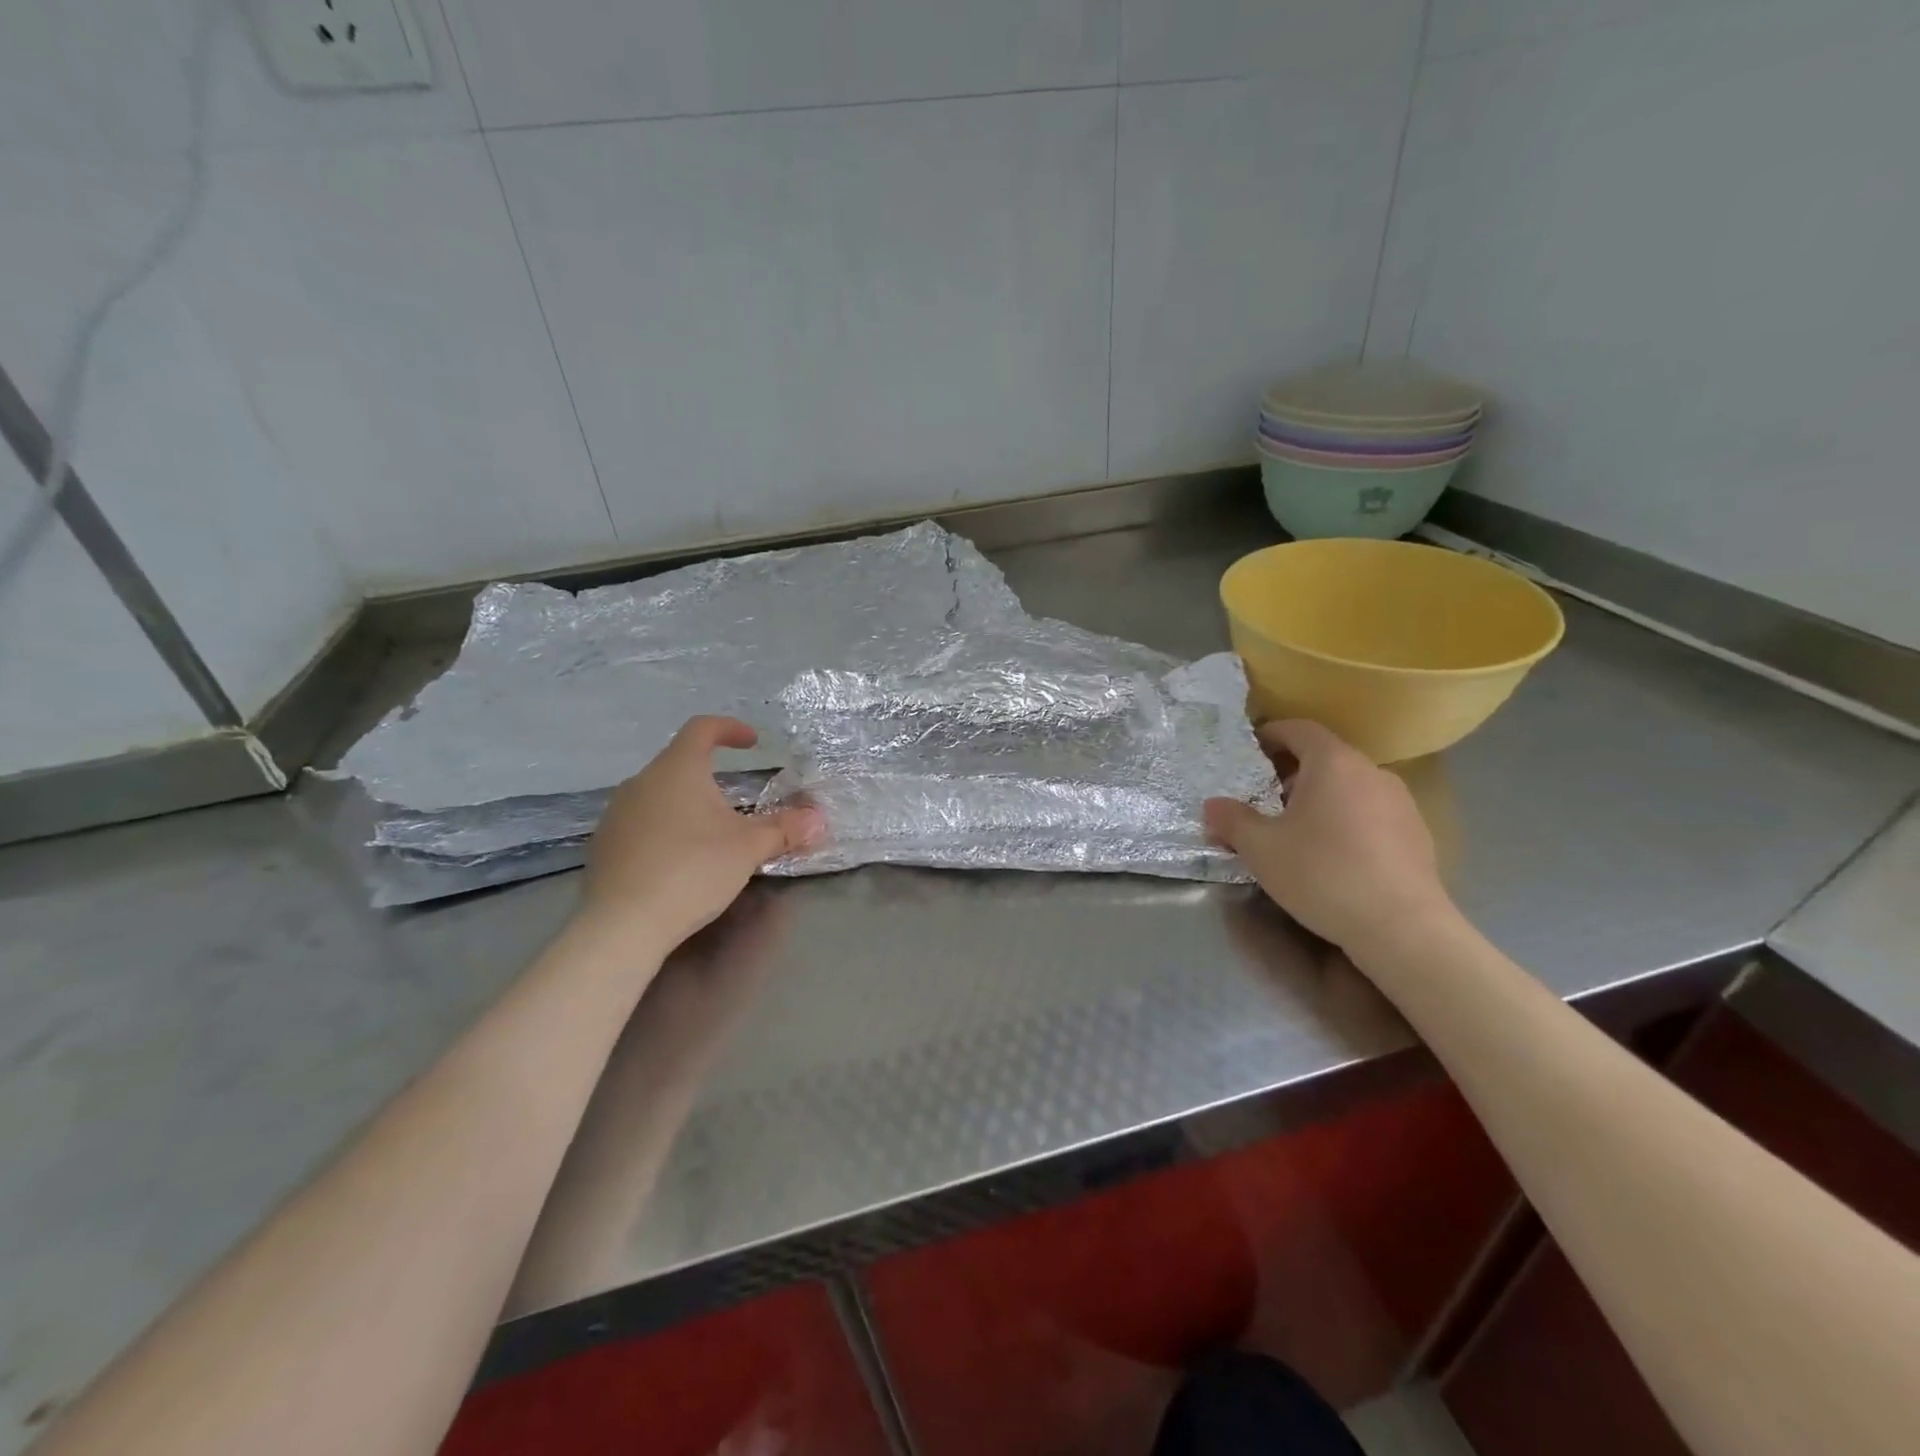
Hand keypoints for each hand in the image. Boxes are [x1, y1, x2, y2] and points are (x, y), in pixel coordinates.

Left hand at [582, 716, 821, 948]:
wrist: (622, 924)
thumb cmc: (691, 870)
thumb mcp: (748, 849)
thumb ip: (784, 829)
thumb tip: (817, 819)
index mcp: (677, 770)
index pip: (702, 728)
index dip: (730, 729)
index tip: (752, 743)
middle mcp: (641, 782)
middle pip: (680, 763)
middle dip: (711, 776)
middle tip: (738, 802)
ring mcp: (617, 813)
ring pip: (659, 794)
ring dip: (687, 804)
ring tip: (711, 833)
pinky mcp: (604, 844)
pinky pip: (642, 823)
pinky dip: (665, 829)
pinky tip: (680, 860)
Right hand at [1204, 720, 1451, 959]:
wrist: (1402, 928)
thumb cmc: (1322, 874)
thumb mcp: (1260, 848)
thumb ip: (1232, 820)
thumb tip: (1213, 806)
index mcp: (1333, 763)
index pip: (1300, 729)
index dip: (1273, 734)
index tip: (1252, 751)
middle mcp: (1371, 772)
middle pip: (1326, 758)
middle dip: (1292, 773)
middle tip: (1265, 799)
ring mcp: (1401, 803)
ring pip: (1350, 787)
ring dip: (1321, 799)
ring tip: (1297, 831)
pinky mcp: (1417, 835)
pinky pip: (1371, 814)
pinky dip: (1347, 821)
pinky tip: (1333, 856)